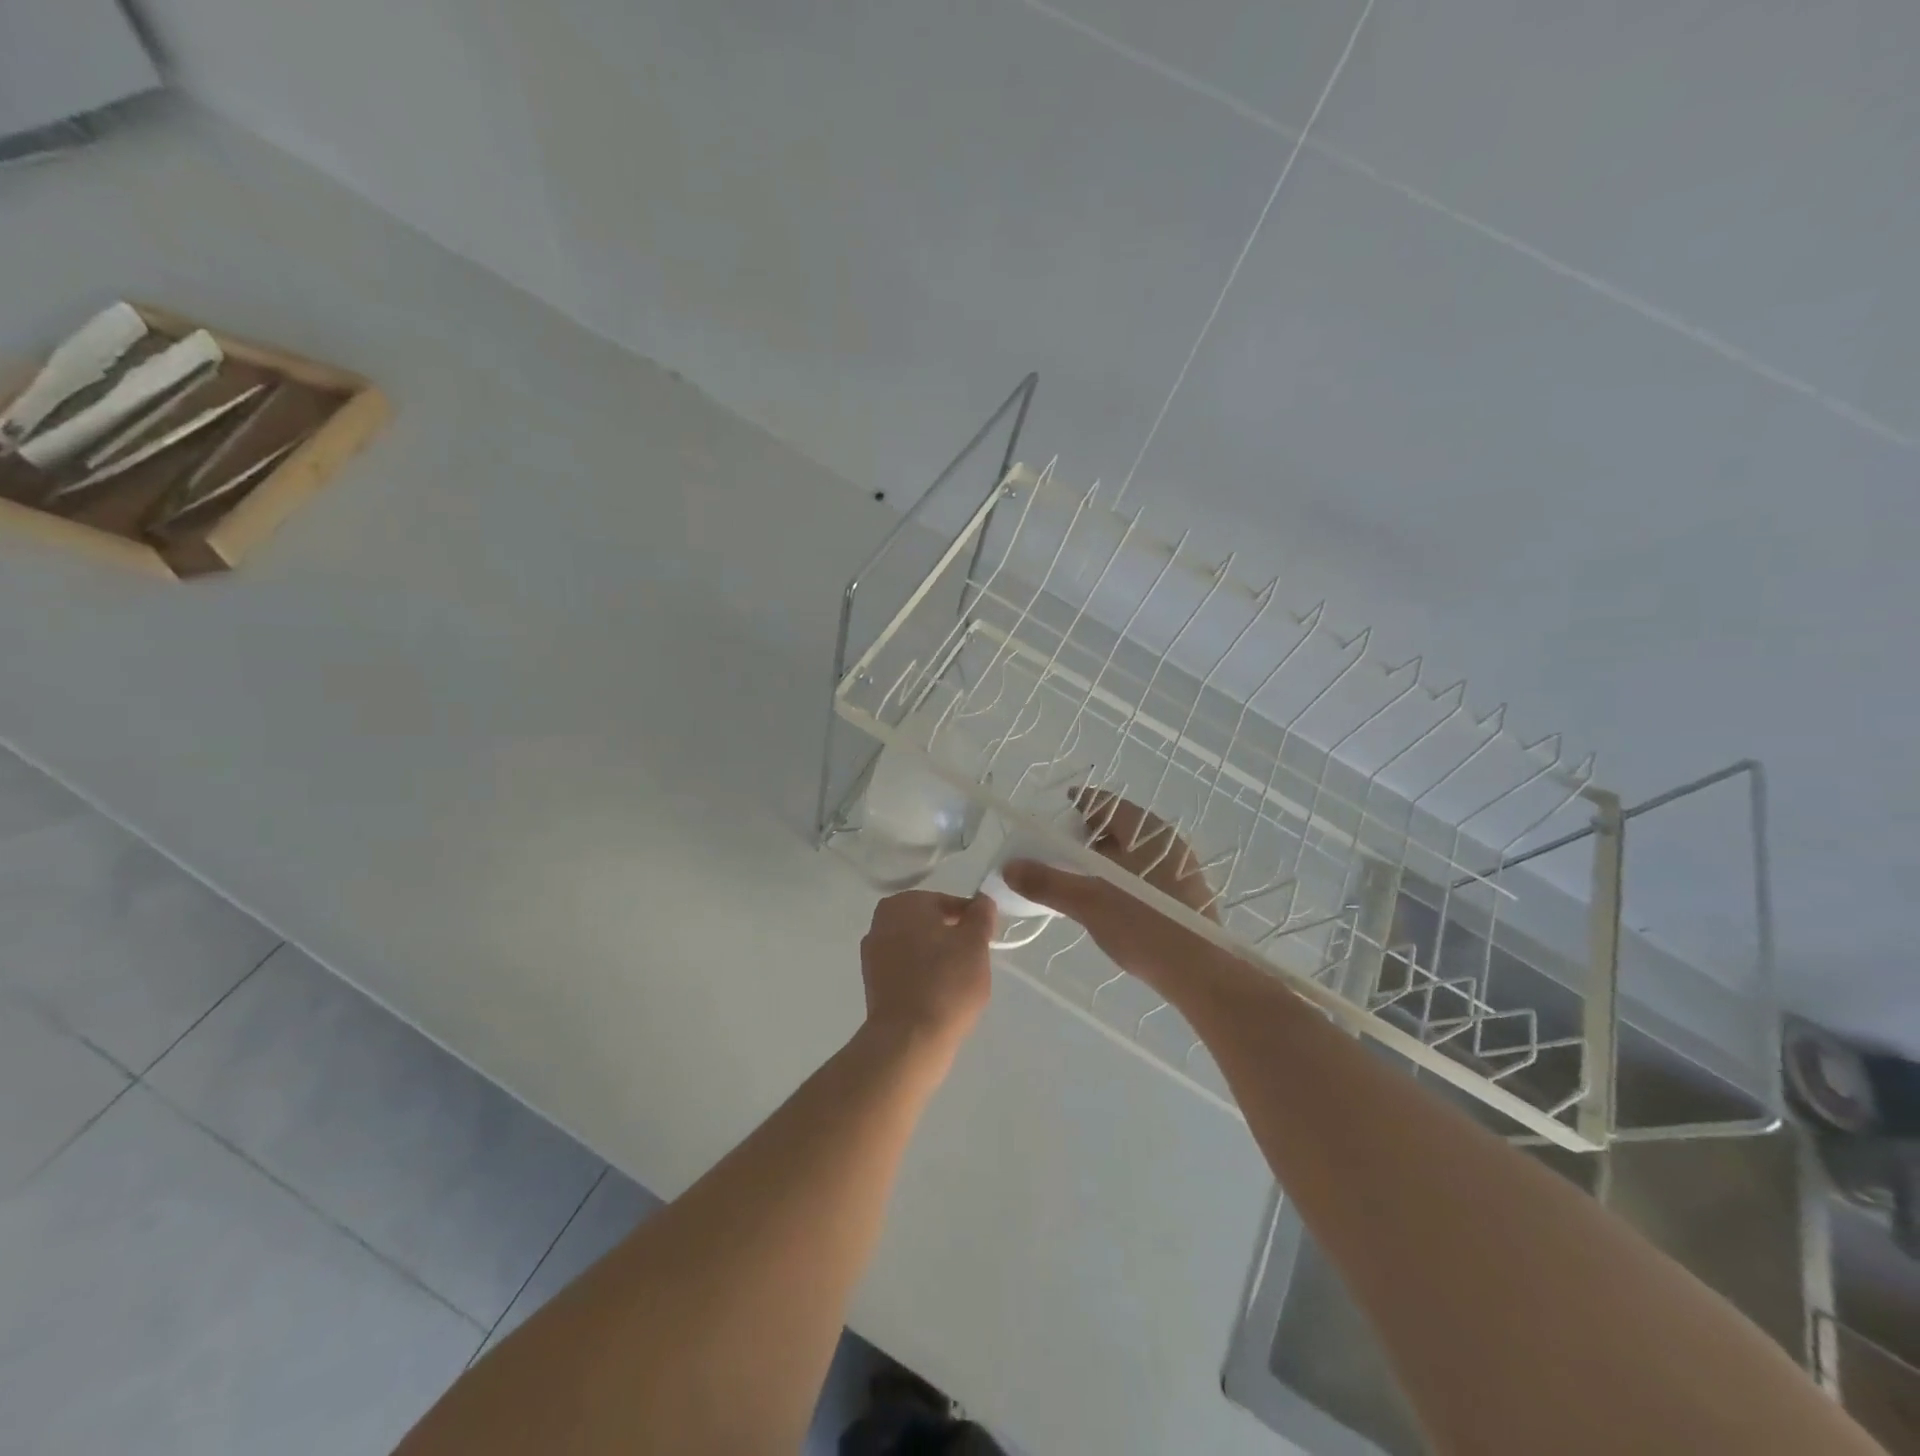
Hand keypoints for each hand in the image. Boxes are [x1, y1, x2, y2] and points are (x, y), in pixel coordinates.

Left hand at [860, 891, 994, 1051]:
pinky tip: (938, 994)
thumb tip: (982, 901)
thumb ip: (980, 915)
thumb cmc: (946, 982)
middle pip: (928, 923)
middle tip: (974, 961)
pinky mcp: (872, 982)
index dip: (970, 919)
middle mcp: (881, 921)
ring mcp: (872, 953)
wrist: (909, 1039)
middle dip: (951, 937)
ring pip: (916, 946)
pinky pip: (905, 969)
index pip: (947, 902)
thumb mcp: (975, 943)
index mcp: (904, 903)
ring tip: (957, 981)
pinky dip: (921, 975)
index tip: (985, 940)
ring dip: (936, 957)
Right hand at [1002, 790, 1218, 991]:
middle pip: (1121, 825)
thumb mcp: (1088, 903)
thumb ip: (1047, 882)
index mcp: (1147, 831)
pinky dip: (1123, 875)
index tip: (1058, 808)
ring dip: (1106, 856)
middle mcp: (1167, 841)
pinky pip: (1146, 871)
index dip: (1079, 802)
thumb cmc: (1144, 926)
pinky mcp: (1187, 894)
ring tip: (1080, 876)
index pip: (1107, 802)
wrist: (1202, 974)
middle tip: (1061, 847)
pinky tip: (1110, 899)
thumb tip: (1009, 867)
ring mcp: (1181, 868)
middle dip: (1089, 832)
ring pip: (1135, 850)